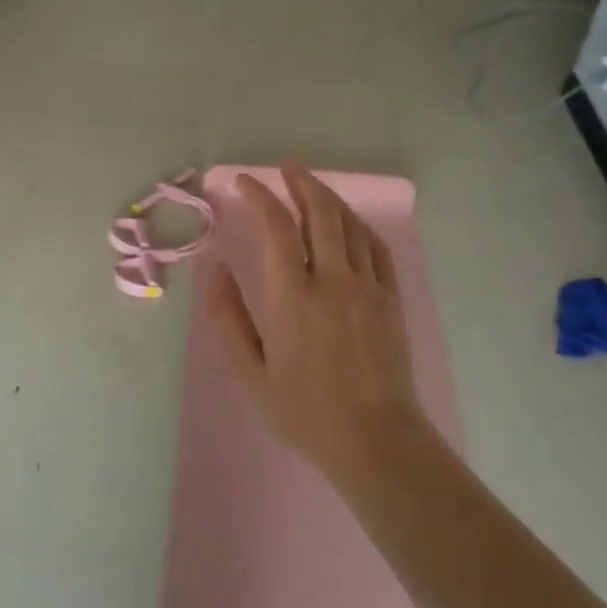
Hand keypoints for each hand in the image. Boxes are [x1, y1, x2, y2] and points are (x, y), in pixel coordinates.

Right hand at [210, 164, 434, 480]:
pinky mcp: (391, 299)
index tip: (244, 182)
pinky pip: (377, 247)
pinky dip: (359, 225)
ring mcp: (368, 287)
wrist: (375, 440)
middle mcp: (333, 281)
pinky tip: (349, 223)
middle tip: (286, 167)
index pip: (276, 228)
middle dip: (301, 183)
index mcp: (293, 297)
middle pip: (320, 213)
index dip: (260, 197)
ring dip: (329, 198)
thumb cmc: (304, 411)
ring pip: (351, 225)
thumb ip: (227, 317)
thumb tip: (215, 268)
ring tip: (312, 185)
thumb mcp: (250, 373)